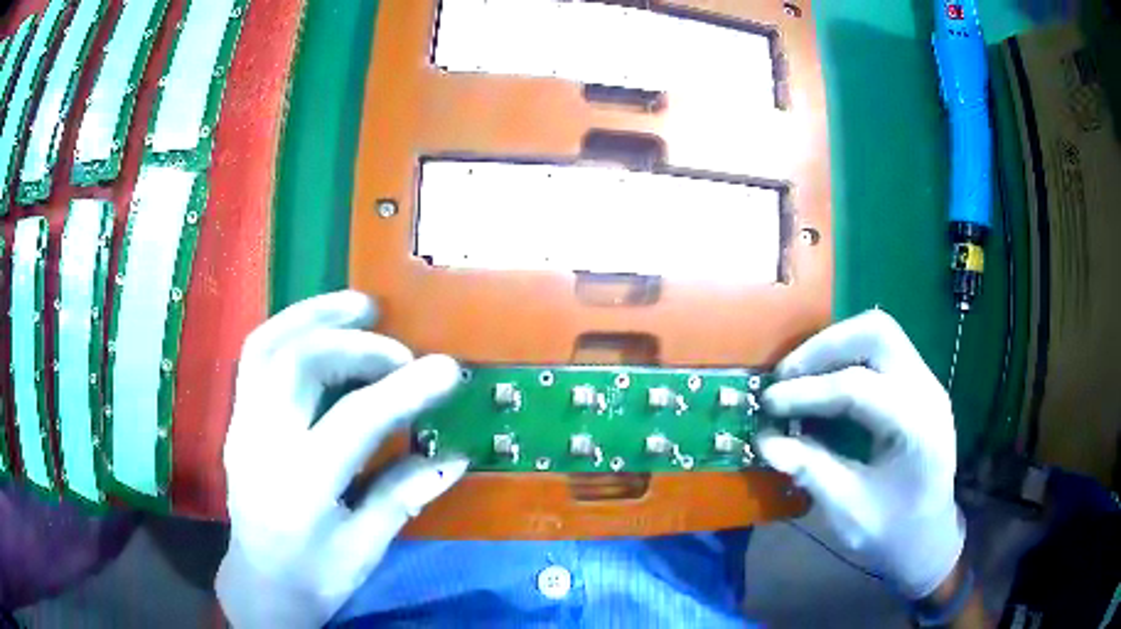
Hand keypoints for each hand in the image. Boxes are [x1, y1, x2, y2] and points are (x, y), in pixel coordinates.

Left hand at [215, 291, 467, 627]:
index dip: (403, 389)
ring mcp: (241, 426)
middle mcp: (261, 444)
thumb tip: (456, 455)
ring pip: (267, 346)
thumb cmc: (315, 576)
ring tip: (359, 307)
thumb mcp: (365, 549)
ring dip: (314, 316)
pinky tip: (321, 328)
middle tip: (400, 348)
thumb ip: (403, 496)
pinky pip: (256, 356)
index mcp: (300, 487)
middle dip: (356, 344)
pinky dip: (290, 329)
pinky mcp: (237, 419)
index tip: (446, 369)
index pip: (353, 420)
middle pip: (299, 364)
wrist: (260, 584)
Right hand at [758, 309, 963, 598]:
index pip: (858, 387)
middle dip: (824, 347)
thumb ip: (811, 470)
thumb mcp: (849, 511)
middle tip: (786, 376)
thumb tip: (765, 441)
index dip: (808, 392)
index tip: (768, 404)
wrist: (928, 536)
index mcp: (917, 427)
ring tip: (800, 373)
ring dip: (835, 345)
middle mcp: (927, 391)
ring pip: (879, 331)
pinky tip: (824, 380)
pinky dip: (847, 354)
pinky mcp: (917, 383)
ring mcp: (926, 382)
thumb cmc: (892, 531)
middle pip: (877, 334)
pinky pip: (881, 348)